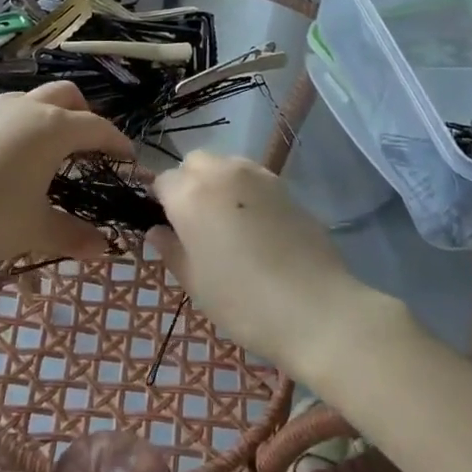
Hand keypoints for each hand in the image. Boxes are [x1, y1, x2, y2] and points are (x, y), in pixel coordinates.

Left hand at [0, 82, 132, 264]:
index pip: (98, 128)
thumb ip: (73, 236)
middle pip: (69, 95)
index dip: (117, 142)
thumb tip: (104, 249)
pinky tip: (11, 155)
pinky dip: (24, 122)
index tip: (128, 158)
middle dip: (86, 115)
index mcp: (54, 129)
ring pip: (36, 97)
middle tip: (89, 147)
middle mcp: (29, 108)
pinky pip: (9, 109)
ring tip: (50, 150)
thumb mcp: (35, 230)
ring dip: (52, 115)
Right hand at [148, 152, 368, 377]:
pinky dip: (247, 191)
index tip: (169, 228)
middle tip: (196, 223)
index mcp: (191, 195)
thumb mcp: (196, 283)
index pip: (163, 181)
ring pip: (226, 164)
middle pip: (195, 163)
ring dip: (219, 182)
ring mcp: (258, 176)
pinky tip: (257, 226)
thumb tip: (157, 231)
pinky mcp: (286, 187)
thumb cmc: (243, 302)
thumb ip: (171, 250)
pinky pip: (255, 178)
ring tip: (228, 222)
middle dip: (189, 183)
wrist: (315, 308)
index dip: (161, 202)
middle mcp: (222, 173)